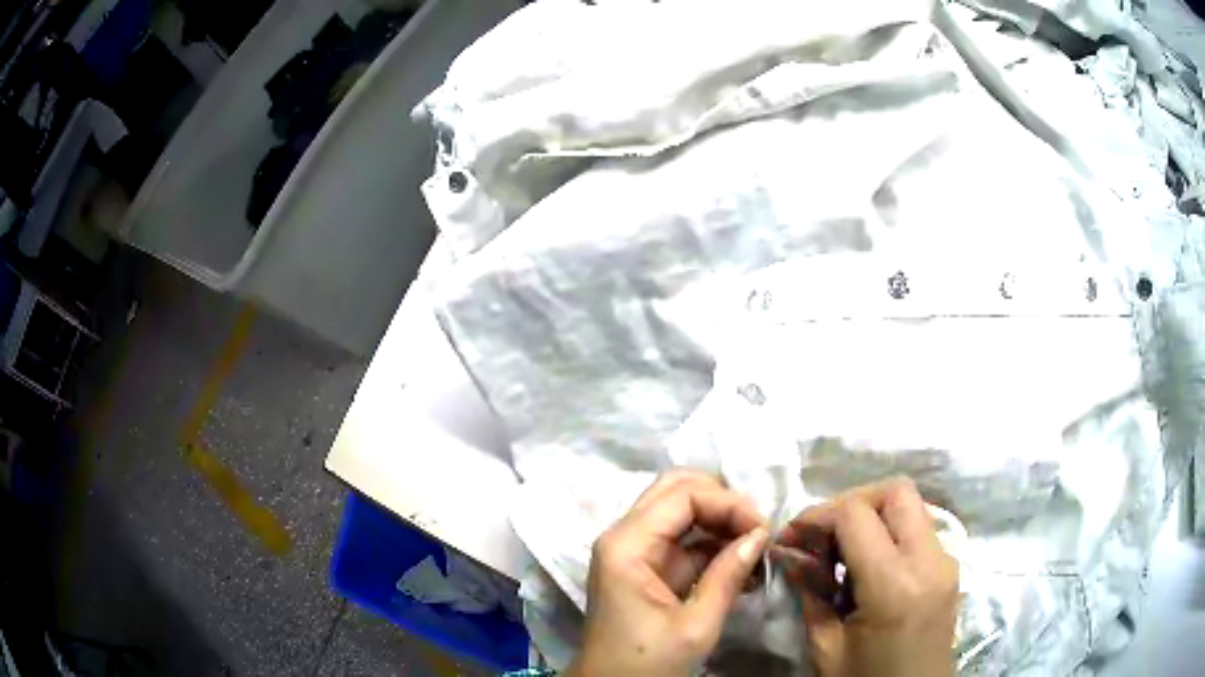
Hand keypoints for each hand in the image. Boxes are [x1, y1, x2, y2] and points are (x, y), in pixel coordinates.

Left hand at [569, 470, 769, 676]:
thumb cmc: (647, 663)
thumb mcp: (696, 625)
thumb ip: (728, 575)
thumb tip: (761, 534)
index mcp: (627, 545)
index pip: (683, 495)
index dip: (728, 504)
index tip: (763, 530)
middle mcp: (624, 536)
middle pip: (677, 491)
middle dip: (722, 503)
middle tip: (757, 531)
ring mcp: (633, 551)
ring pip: (681, 512)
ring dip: (720, 523)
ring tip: (756, 550)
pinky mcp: (645, 568)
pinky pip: (682, 541)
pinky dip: (713, 545)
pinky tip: (741, 564)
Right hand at [778, 478, 958, 676]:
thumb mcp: (827, 647)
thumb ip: (809, 592)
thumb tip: (786, 551)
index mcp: (895, 586)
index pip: (856, 514)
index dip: (816, 516)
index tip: (790, 537)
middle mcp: (930, 561)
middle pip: (895, 491)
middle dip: (851, 502)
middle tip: (821, 537)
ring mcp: (946, 561)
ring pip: (910, 505)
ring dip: (872, 516)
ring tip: (841, 555)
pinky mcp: (950, 568)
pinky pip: (919, 529)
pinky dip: (889, 533)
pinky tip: (866, 568)